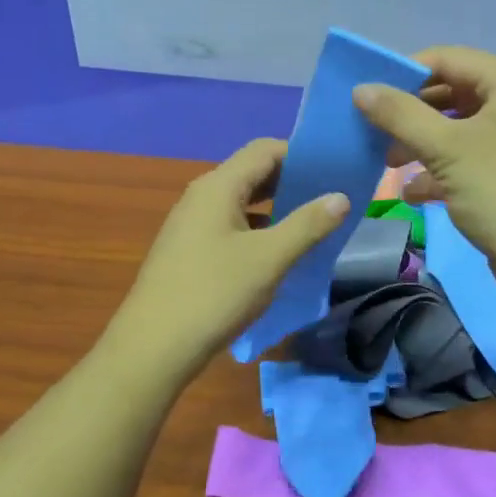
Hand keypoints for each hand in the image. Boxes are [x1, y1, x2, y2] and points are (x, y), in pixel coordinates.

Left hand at [105, 138, 349, 372]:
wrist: (154, 346)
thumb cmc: (214, 294)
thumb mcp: (269, 259)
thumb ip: (308, 225)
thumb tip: (341, 196)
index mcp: (218, 187)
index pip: (265, 150)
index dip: (301, 154)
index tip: (334, 170)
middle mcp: (201, 197)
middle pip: (253, 174)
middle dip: (292, 181)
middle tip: (330, 198)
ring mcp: (192, 224)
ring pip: (242, 203)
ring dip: (276, 209)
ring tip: (313, 225)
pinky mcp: (190, 251)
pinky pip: (231, 227)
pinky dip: (258, 231)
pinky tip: (278, 254)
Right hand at [353, 46, 495, 304]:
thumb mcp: (448, 149)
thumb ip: (401, 116)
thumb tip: (361, 89)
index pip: (449, 59)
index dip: (405, 72)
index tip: (367, 94)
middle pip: (452, 95)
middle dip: (411, 114)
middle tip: (372, 131)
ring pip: (457, 133)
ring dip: (420, 146)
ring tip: (385, 164)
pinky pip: (468, 165)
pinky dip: (439, 174)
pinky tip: (412, 194)